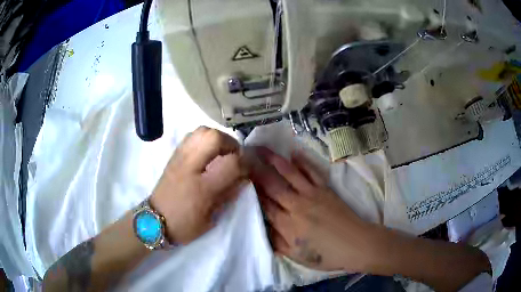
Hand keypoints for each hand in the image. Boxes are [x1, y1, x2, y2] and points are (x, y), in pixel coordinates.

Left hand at [150, 127, 246, 244]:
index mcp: (201, 188)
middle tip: (234, 156)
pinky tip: (208, 153)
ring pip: (202, 131)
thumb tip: (244, 177)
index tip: (250, 168)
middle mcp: (189, 166)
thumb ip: (228, 195)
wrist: (153, 221)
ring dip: (217, 138)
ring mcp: (179, 158)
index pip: (231, 163)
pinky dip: (205, 139)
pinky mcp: (173, 155)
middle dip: (230, 143)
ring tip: (222, 153)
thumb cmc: (184, 225)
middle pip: (213, 137)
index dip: (246, 163)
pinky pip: (192, 136)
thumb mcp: (211, 219)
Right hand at [250, 147, 378, 271]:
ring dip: (275, 161)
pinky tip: (294, 153)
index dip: (252, 192)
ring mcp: (312, 195)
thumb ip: (277, 243)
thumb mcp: (298, 257)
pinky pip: (312, 172)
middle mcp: (297, 206)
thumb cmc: (326, 255)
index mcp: (288, 225)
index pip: (264, 205)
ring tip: (262, 149)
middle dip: (257, 171)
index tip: (241, 179)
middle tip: (245, 158)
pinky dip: (303, 162)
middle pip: (273, 186)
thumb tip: (261, 229)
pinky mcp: (326, 189)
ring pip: (290, 174)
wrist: (356, 244)